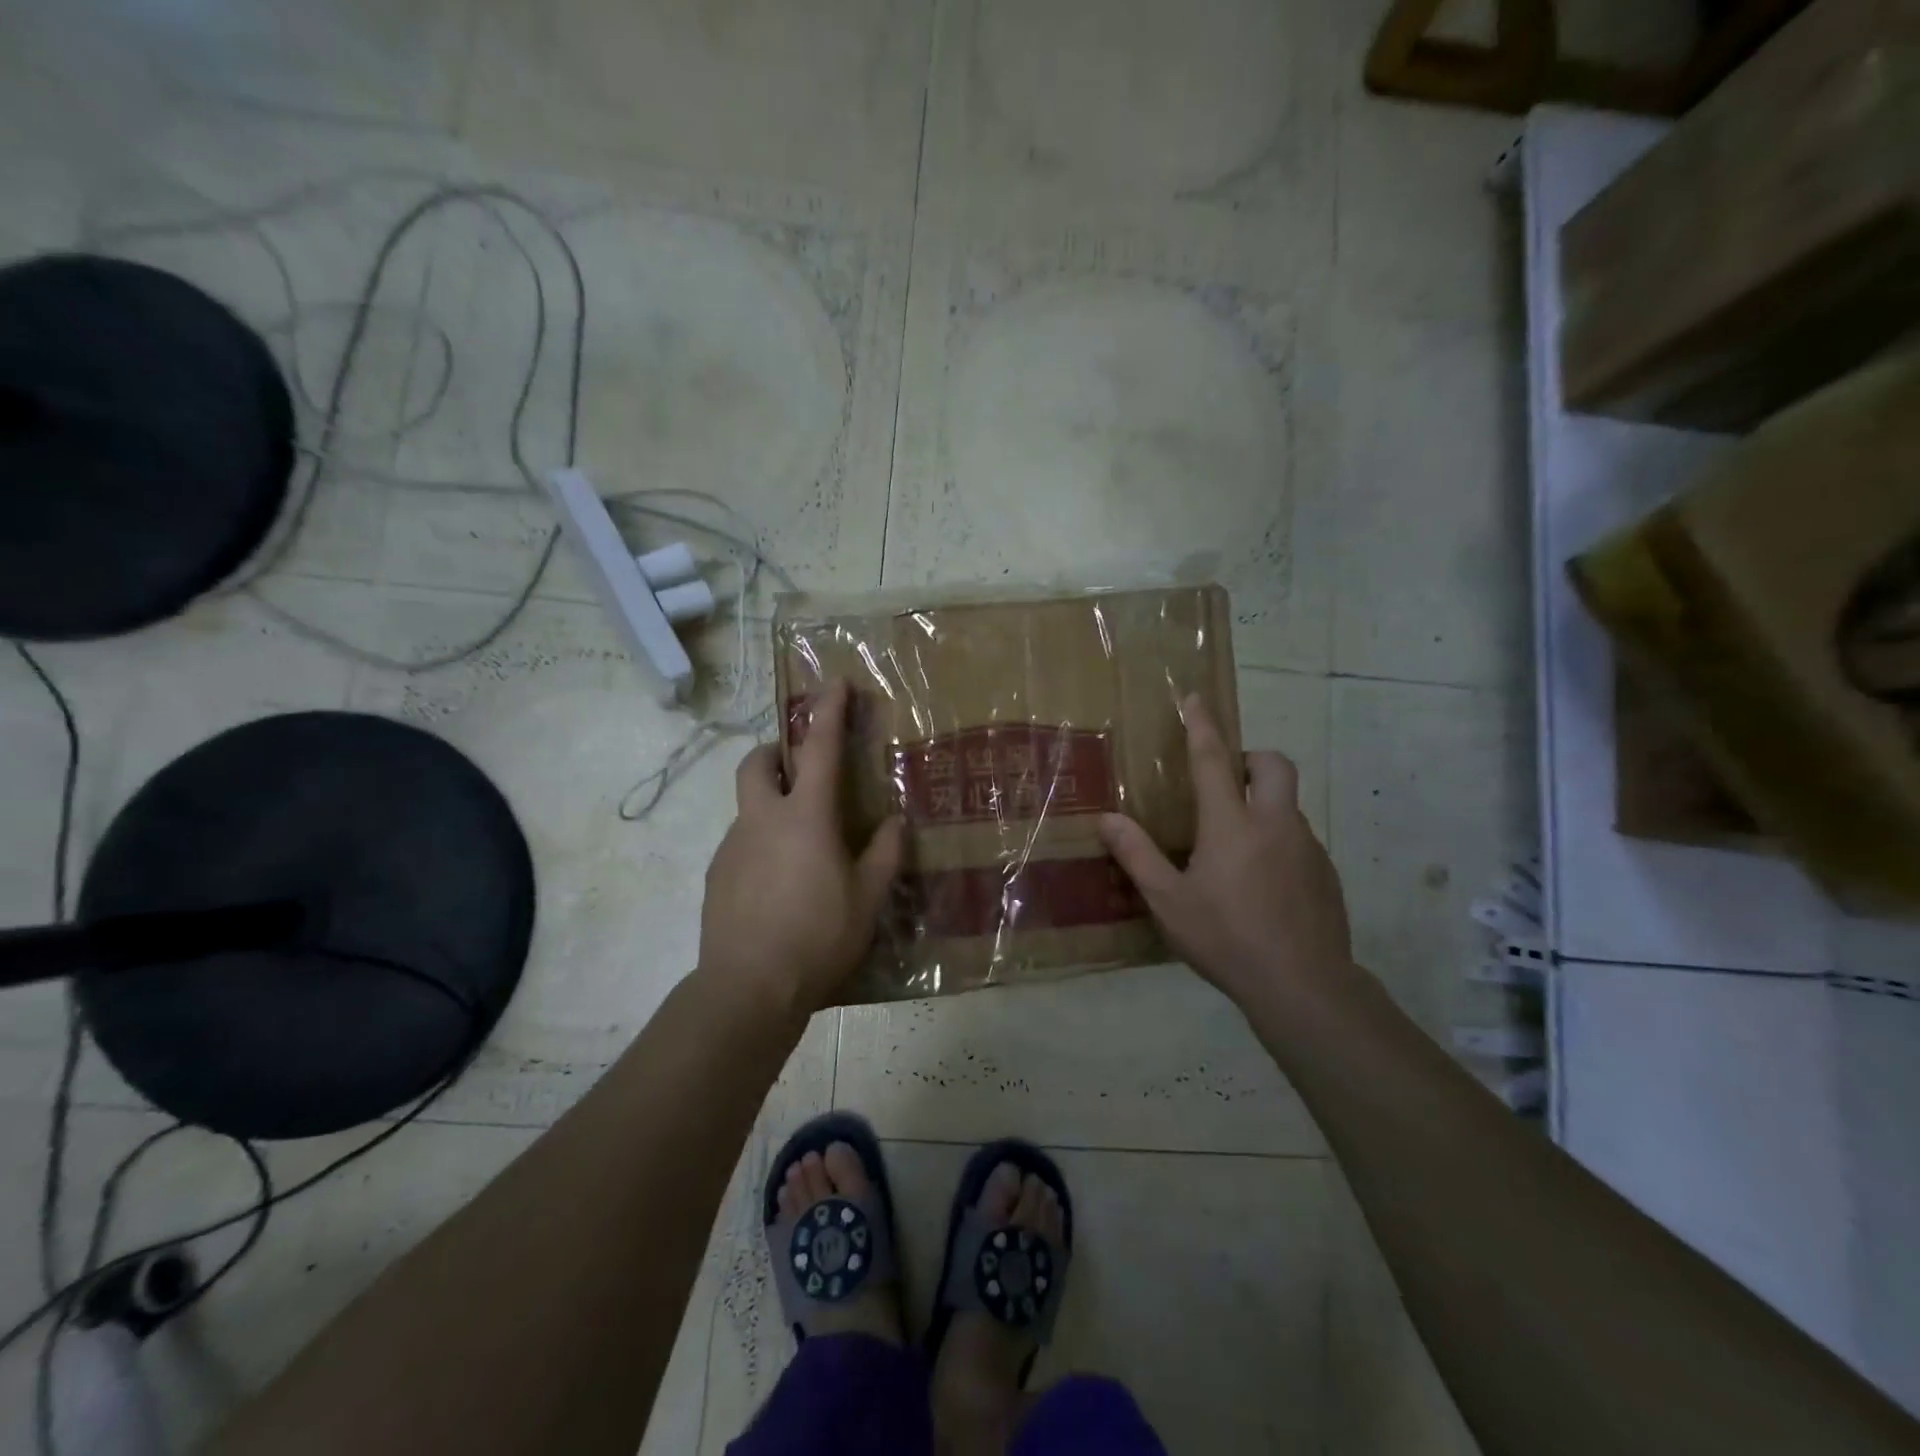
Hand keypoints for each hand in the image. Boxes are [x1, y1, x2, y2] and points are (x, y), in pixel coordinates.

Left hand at [698, 680, 905, 1017]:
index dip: (829, 712)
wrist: (748, 988)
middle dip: (776, 751)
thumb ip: (884, 853)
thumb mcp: (868, 898)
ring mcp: (732, 847)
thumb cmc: (818, 936)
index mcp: (805, 817)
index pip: (820, 749)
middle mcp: (762, 820)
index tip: (835, 684)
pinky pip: (740, 844)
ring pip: (748, 806)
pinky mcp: (716, 876)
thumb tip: (894, 822)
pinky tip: (779, 885)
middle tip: (799, 767)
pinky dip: (760, 845)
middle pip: (756, 762)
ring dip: (770, 805)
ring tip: (801, 848)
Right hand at [1099, 694, 1351, 1012]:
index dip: (1202, 726)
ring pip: (1289, 804)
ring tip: (1235, 847)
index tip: (1196, 699)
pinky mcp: (1326, 873)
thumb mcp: (1169, 901)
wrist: (1303, 986)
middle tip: (1226, 781)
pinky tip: (1261, 883)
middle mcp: (1275, 824)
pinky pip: (1299, 839)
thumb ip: (1138, 855)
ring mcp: (1307, 847)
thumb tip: (1107, 819)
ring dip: (1264, 805)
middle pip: (1274, 764)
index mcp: (1232, 825)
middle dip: (1251, 758)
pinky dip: (1278, 841)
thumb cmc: (1226, 939)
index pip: (1214, 760)